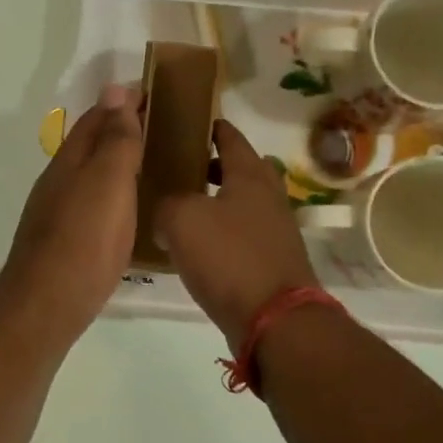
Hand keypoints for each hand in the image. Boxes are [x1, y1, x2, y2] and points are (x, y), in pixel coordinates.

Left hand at [0, 85, 141, 343]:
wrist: (48, 304)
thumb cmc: (84, 238)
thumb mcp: (108, 181)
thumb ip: (116, 139)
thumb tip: (116, 90)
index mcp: (70, 161)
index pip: (97, 117)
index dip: (123, 102)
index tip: (155, 92)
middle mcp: (58, 182)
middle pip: (90, 145)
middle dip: (120, 130)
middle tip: (161, 128)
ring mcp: (57, 213)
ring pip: (90, 176)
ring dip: (116, 163)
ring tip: (152, 165)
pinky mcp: (64, 242)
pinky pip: (92, 204)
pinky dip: (113, 194)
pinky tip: (128, 210)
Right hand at [156, 119, 318, 345]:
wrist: (274, 319)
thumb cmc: (228, 258)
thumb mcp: (182, 220)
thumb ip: (167, 204)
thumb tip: (166, 212)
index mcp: (250, 176)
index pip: (231, 138)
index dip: (211, 128)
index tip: (191, 123)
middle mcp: (269, 197)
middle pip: (243, 170)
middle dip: (215, 166)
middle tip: (183, 169)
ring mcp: (276, 231)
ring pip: (243, 204)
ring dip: (219, 202)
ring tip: (184, 209)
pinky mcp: (274, 262)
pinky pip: (244, 235)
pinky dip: (224, 233)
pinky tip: (199, 248)